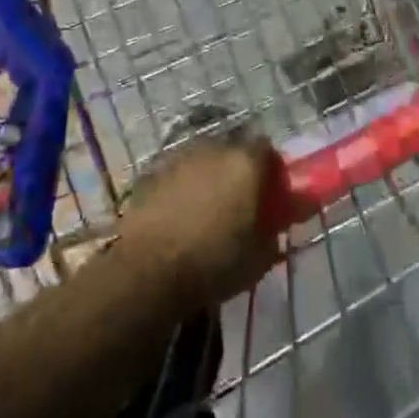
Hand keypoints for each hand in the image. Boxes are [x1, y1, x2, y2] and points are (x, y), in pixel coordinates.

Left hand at [115, 136, 282, 310]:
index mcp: (245, 163)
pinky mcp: (152, 169)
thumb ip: (271, 234)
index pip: (267, 149)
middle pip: (233, 150)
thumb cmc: (212, 263)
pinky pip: (177, 172)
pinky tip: (177, 212)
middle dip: (238, 170)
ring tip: (205, 208)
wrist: (147, 270)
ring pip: (203, 159)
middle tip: (238, 201)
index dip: (270, 170)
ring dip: (208, 176)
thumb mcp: (258, 260)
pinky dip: (182, 185)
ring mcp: (180, 155)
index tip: (269, 193)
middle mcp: (214, 148)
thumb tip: (270, 228)